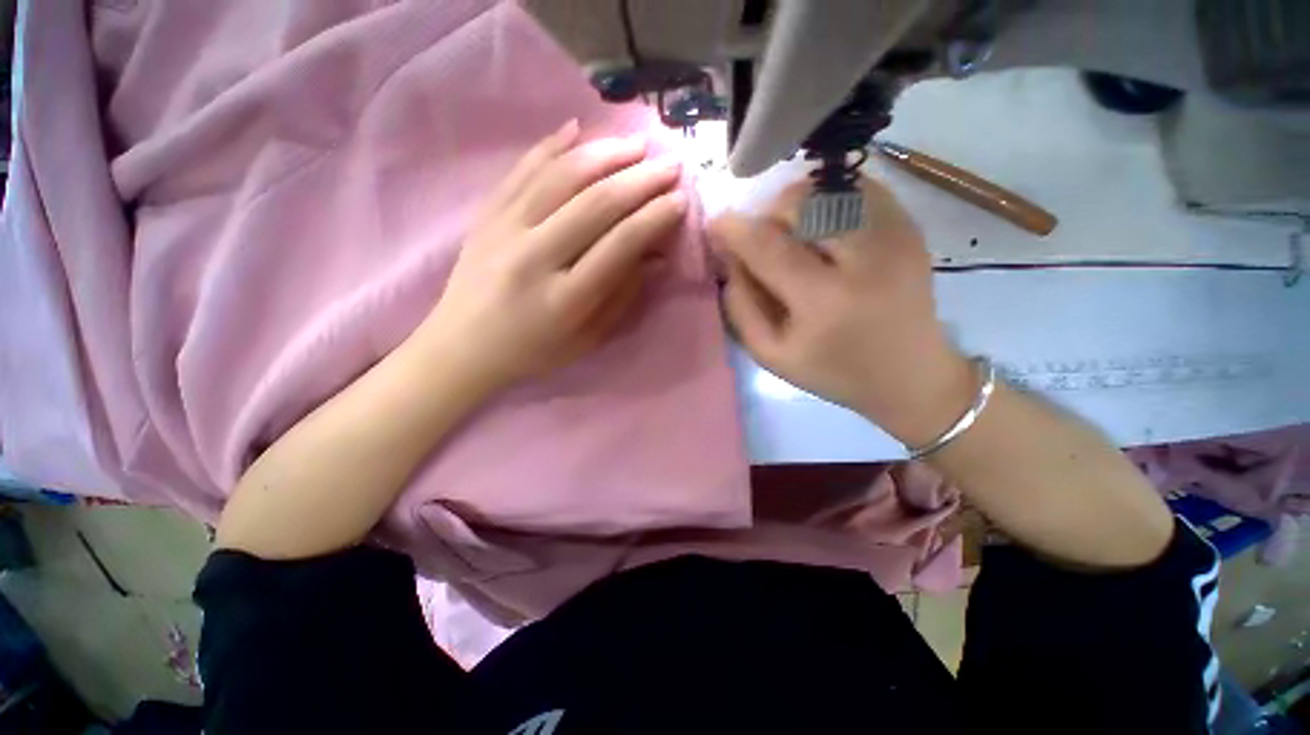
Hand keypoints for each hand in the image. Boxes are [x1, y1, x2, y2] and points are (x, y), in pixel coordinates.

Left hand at [416, 120, 685, 393]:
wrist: (463, 346)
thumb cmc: (535, 351)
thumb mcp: (588, 339)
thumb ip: (622, 296)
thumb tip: (654, 255)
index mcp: (565, 298)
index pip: (619, 244)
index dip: (654, 218)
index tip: (679, 200)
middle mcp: (535, 257)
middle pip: (595, 203)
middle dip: (640, 179)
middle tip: (669, 165)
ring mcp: (505, 230)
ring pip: (561, 177)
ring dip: (605, 153)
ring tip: (636, 143)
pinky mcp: (486, 215)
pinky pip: (522, 170)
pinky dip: (552, 146)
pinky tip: (578, 129)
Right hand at [708, 178, 973, 446]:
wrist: (911, 373)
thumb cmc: (833, 371)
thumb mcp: (771, 355)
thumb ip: (741, 305)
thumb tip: (728, 255)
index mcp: (824, 302)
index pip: (768, 246)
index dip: (735, 228)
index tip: (716, 224)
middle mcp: (864, 259)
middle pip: (800, 203)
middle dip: (767, 214)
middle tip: (762, 240)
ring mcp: (894, 235)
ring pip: (828, 188)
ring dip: (796, 205)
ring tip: (792, 234)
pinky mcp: (910, 225)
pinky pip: (857, 188)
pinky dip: (828, 198)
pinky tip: (822, 227)